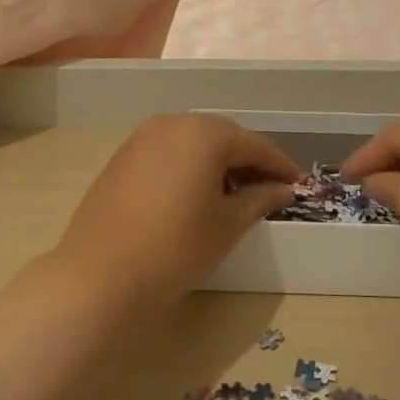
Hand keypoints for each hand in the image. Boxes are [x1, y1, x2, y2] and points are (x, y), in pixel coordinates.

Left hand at [54, 114, 298, 308]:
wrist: (102, 275)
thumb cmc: (177, 247)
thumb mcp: (228, 225)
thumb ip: (259, 199)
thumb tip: (282, 190)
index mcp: (204, 133)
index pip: (253, 145)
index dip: (279, 165)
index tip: (297, 184)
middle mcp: (172, 124)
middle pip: (222, 137)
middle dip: (247, 160)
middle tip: (268, 188)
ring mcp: (141, 139)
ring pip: (192, 143)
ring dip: (217, 162)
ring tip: (233, 194)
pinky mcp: (121, 159)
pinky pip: (167, 154)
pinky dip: (188, 167)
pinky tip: (195, 194)